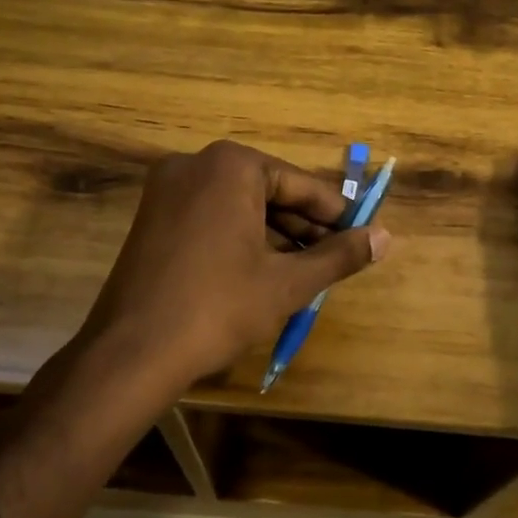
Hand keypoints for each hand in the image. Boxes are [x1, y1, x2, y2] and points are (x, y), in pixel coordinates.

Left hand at [80, 141, 389, 385]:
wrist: (131, 353)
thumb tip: (386, 237)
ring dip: (275, 235)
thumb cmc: (218, 308)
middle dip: (303, 226)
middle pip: (268, 191)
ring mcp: (167, 190)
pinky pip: (212, 217)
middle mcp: (196, 164)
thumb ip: (340, 256)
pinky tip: (265, 270)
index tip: (362, 233)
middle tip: (337, 257)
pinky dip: (241, 238)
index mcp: (231, 165)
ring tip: (308, 269)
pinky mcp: (152, 218)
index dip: (335, 213)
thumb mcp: (288, 282)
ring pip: (239, 206)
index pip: (299, 183)